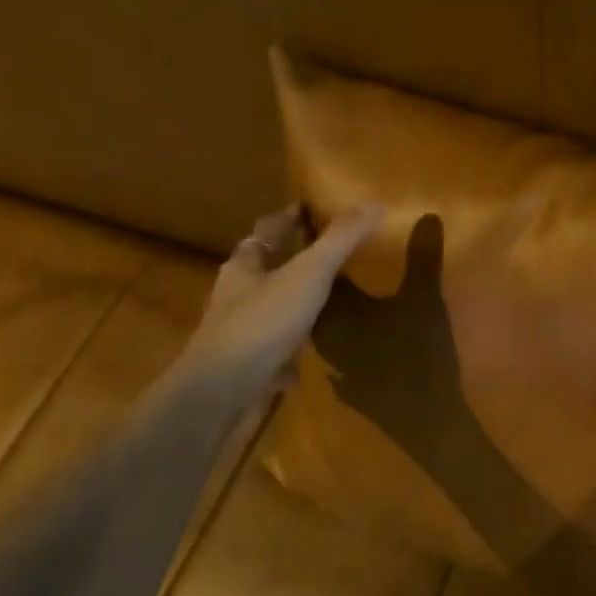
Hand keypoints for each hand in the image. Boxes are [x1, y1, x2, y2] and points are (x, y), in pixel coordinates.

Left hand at [178, 204, 381, 403]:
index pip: (264, 232)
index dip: (285, 218)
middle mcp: (235, 298)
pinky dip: (289, 355)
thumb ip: (340, 240)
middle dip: (285, 261)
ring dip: (287, 305)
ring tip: (319, 304)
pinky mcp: (245, 370)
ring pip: (265, 312)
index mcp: (244, 268)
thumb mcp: (309, 273)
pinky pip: (272, 355)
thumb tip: (373, 203)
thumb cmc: (262, 321)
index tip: (305, 208)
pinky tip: (306, 364)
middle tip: (319, 253)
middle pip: (261, 270)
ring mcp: (238, 336)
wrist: (222, 391)